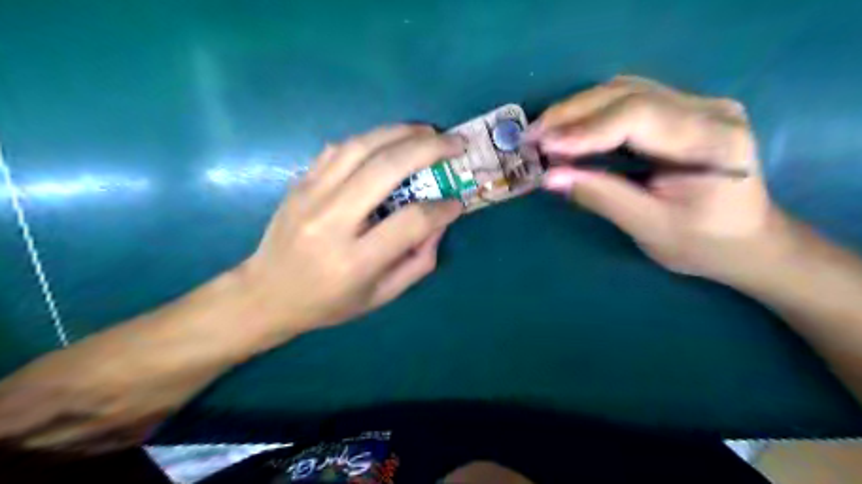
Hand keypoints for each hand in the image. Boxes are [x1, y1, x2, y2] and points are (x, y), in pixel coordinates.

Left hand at [239, 125, 464, 335]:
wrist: (266, 294)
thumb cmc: (329, 303)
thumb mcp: (382, 295)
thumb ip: (419, 261)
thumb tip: (440, 221)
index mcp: (355, 261)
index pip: (411, 221)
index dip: (441, 209)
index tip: (457, 203)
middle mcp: (331, 221)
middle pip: (386, 168)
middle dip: (429, 149)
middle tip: (455, 143)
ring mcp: (310, 196)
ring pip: (361, 147)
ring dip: (400, 132)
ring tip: (428, 131)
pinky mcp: (300, 183)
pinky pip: (338, 149)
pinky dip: (370, 139)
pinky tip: (390, 140)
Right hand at [529, 76, 786, 282]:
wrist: (746, 240)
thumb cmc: (703, 243)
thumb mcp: (649, 227)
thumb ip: (600, 197)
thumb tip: (549, 177)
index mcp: (712, 141)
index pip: (638, 117)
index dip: (585, 130)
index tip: (543, 146)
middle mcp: (708, 110)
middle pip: (628, 94)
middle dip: (572, 114)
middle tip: (531, 135)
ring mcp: (695, 105)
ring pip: (624, 91)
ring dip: (577, 109)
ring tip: (543, 132)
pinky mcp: (680, 111)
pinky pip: (627, 100)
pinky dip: (591, 113)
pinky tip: (568, 129)